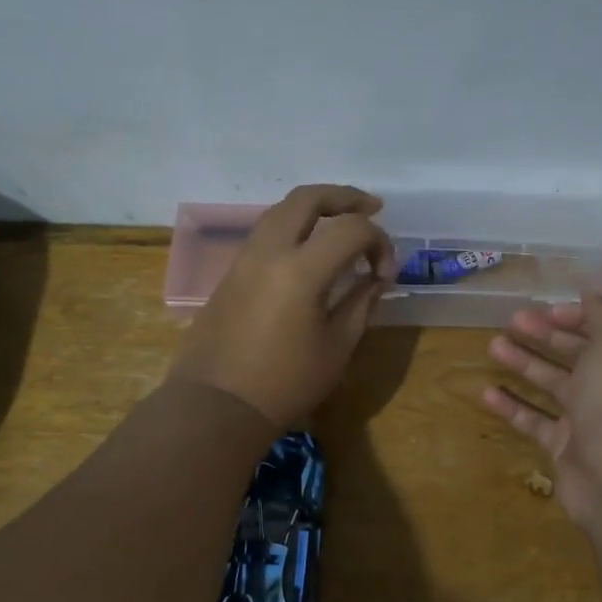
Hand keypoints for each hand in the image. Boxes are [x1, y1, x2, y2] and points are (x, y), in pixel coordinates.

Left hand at [168, 185, 393, 427]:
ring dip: (316, 208)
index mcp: (301, 269)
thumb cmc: (285, 383)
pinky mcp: (231, 273)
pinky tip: (310, 250)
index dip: (379, 243)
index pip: (351, 229)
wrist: (217, 405)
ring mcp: (244, 259)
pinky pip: (266, 232)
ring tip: (341, 222)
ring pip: (281, 210)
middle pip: (308, 197)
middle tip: (371, 208)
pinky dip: (294, 227)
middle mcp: (269, 251)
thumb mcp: (337, 347)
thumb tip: (375, 279)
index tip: (385, 274)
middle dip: (345, 197)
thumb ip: (360, 304)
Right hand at [482, 289, 601, 533]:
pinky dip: (512, 406)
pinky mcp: (564, 448)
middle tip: (510, 321)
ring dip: (523, 364)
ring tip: (492, 346)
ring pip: (551, 385)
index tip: (546, 311)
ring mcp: (587, 420)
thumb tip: (594, 289)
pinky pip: (534, 421)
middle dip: (544, 335)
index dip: (576, 317)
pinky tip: (485, 392)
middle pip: (574, 355)